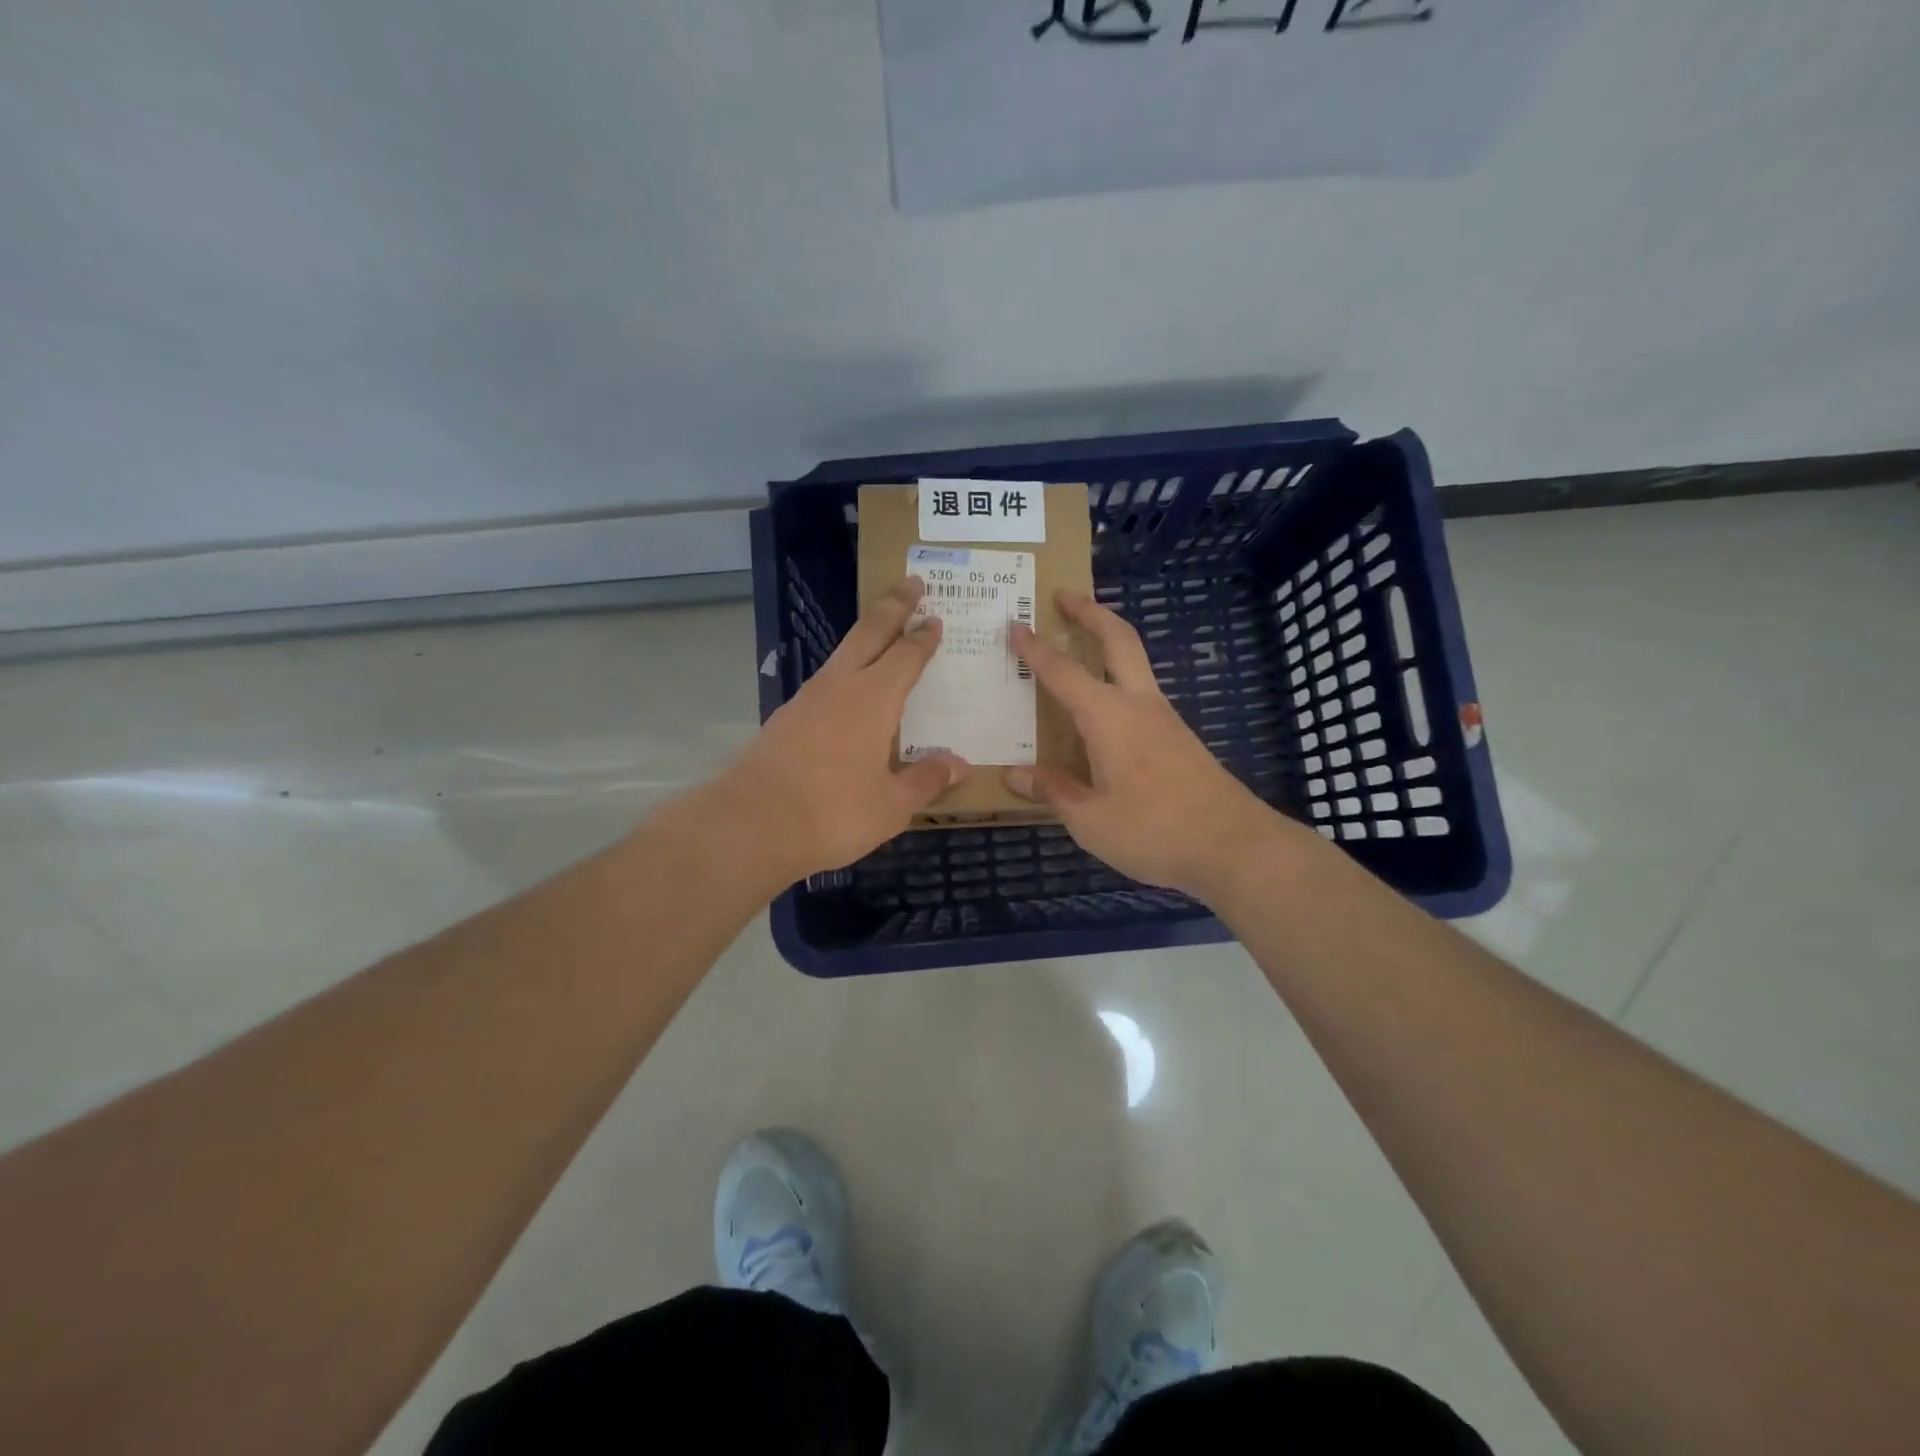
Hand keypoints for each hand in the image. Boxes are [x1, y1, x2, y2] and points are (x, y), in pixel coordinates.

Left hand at [718, 577, 968, 884]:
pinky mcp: (785, 719)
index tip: (936, 618)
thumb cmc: (832, 813)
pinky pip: (825, 682)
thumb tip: (959, 765)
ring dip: (865, 636)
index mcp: (873, 699)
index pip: (905, 656)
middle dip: (892, 606)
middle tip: (911, 583)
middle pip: (869, 633)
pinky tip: (847, 691)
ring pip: (842, 654)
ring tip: (882, 633)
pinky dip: (845, 672)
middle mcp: (839, 686)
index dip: (923, 637)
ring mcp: (806, 700)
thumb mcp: (891, 806)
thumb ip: (925, 780)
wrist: (748, 825)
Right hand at [1007, 592, 1290, 900]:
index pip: (1063, 672)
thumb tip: (1014, 774)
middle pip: (1118, 639)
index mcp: (1109, 717)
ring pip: (1136, 663)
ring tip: (1080, 644)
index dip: (1036, 649)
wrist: (1234, 846)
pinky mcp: (1179, 738)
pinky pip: (1142, 693)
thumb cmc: (1153, 831)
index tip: (1014, 624)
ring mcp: (1165, 719)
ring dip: (1109, 641)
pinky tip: (1104, 709)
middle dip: (1090, 612)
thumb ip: (1052, 791)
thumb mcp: (1089, 820)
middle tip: (1065, 596)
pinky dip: (1119, 679)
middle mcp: (1139, 705)